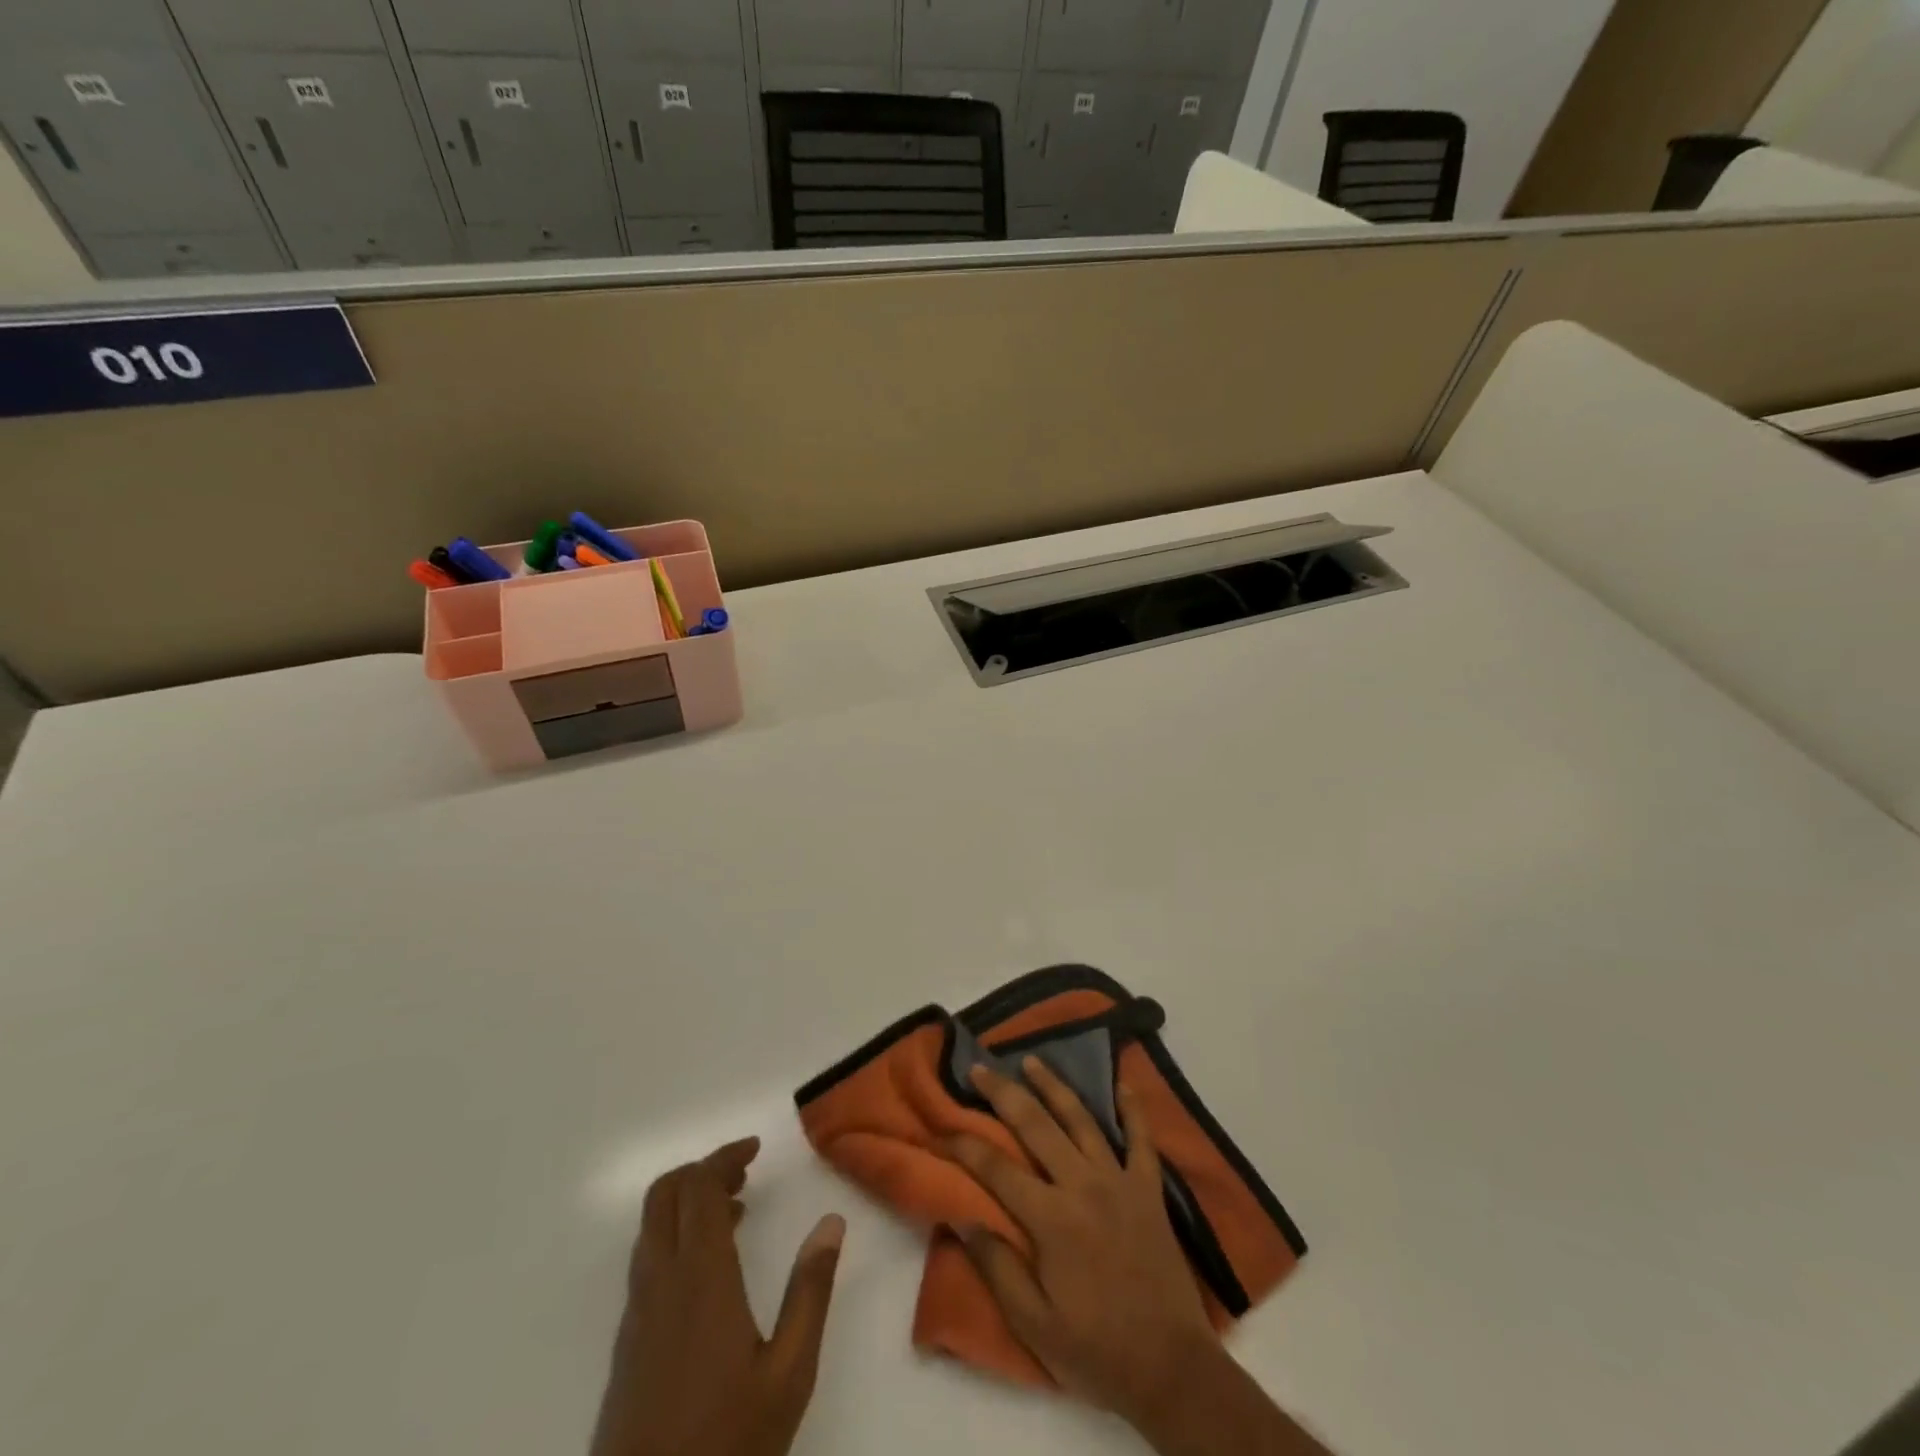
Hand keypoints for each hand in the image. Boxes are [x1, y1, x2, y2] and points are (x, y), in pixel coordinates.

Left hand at [590, 1138, 845, 1455]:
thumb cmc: (725, 1444)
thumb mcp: (789, 1373)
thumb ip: (810, 1292)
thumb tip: (832, 1222)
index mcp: (700, 1277)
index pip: (698, 1186)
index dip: (724, 1156)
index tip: (756, 1149)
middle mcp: (661, 1280)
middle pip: (665, 1194)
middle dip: (703, 1170)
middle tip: (745, 1173)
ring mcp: (638, 1311)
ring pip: (652, 1226)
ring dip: (688, 1202)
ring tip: (736, 1212)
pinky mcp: (628, 1340)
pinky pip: (648, 1258)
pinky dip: (676, 1235)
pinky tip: (710, 1268)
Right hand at [946, 1058, 1220, 1428]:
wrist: (1172, 1370)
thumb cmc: (1096, 1350)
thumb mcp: (1034, 1324)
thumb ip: (996, 1266)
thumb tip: (961, 1215)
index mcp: (1052, 1219)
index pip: (997, 1169)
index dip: (966, 1146)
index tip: (943, 1130)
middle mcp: (1083, 1185)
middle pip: (1036, 1126)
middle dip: (1003, 1093)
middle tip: (980, 1068)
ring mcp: (1120, 1181)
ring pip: (1081, 1119)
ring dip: (1054, 1086)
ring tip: (1031, 1060)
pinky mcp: (1149, 1189)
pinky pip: (1142, 1139)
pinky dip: (1132, 1109)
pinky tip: (1122, 1084)